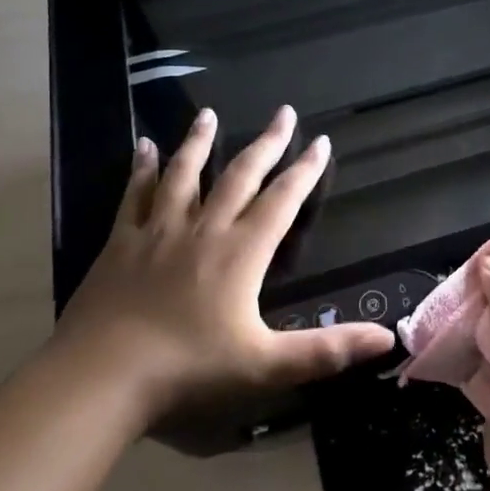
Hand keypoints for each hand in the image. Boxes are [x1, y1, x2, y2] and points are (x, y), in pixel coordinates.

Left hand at [58, 105, 393, 431]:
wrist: (102, 377)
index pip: (283, 200)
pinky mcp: (121, 243)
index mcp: (242, 253)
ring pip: (184, 174)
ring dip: (199, 142)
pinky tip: (142, 146)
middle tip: (283, 113)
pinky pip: (134, 195)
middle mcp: (204, 230)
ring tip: (208, 114)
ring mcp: (159, 231)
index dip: (305, 170)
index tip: (321, 140)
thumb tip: (387, 338)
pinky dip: (140, 169)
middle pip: (240, 175)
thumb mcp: (266, 366)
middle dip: (266, 143)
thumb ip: (327, 350)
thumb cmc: (188, 370)